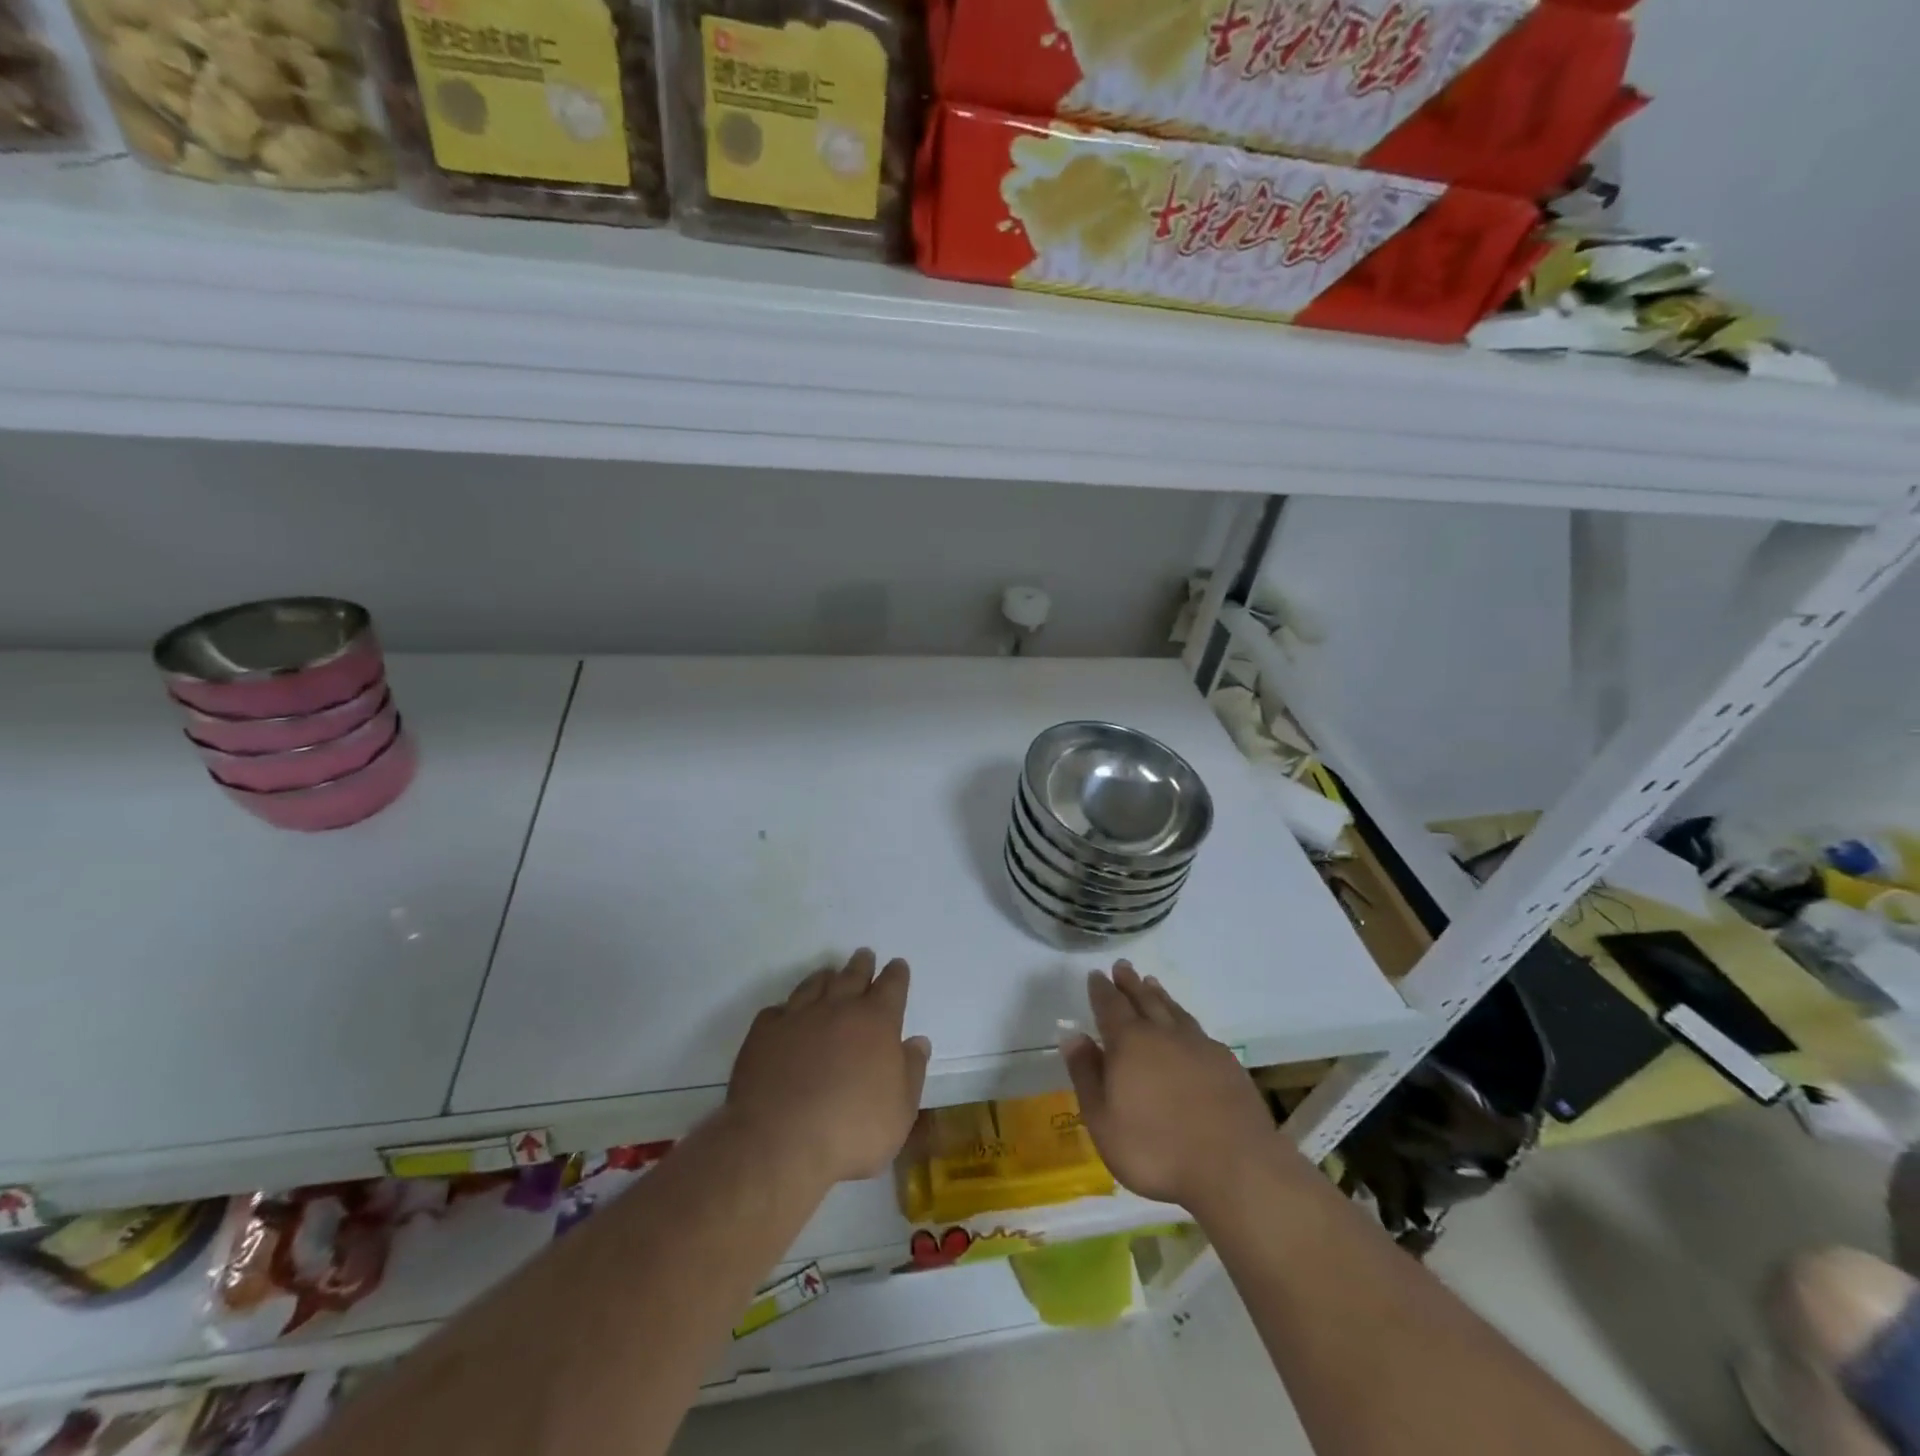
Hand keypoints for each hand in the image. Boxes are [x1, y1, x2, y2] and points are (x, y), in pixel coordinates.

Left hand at [726, 950, 931, 1184]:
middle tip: (864, 955)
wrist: (779, 1141)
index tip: (898, 965)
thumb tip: (917, 1041)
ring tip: (829, 974)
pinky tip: (786, 1014)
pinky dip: (787, 1009)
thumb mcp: (900, 1112)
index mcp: (877, 1022)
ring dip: (825, 977)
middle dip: (862, 964)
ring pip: (815, 984)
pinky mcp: (764, 1032)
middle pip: (853, 975)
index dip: (897, 974)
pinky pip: (778, 1010)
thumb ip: (911, 1072)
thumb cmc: (851, 1130)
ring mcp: (798, 1016)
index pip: (892, 986)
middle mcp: (838, 1008)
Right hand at [1062, 962, 1281, 1212]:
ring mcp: (1199, 1046)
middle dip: (1130, 983)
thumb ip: (1086, 1074)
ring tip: (1151, 983)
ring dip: (1160, 995)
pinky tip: (1188, 1028)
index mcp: (1130, 1043)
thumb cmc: (1156, 1149)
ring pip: (1174, 1011)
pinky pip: (1199, 1030)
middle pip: (1144, 1000)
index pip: (1110, 1006)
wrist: (1235, 1168)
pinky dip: (1186, 1020)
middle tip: (1123, 966)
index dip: (1101, 990)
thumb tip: (1073, 1036)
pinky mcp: (1227, 1064)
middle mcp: (1164, 1034)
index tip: (1096, 974)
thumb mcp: (1103, 1120)